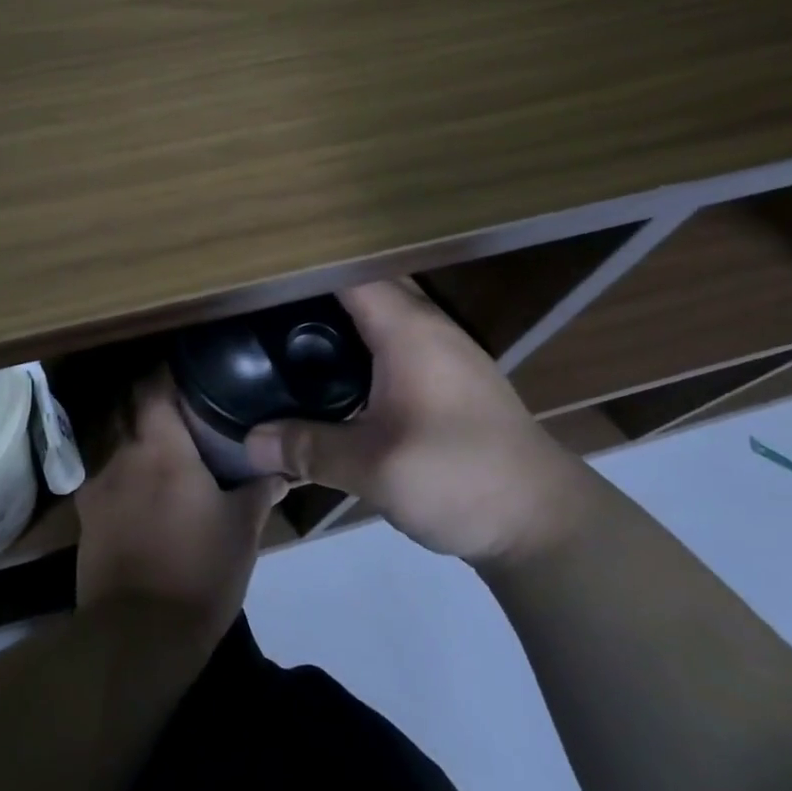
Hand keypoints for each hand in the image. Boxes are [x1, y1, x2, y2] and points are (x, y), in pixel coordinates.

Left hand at [75, 374, 284, 648]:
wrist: (138, 636)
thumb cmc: (199, 572)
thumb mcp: (242, 530)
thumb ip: (260, 490)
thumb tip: (283, 469)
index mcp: (161, 447)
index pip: (153, 386)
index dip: (167, 371)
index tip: (189, 368)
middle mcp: (121, 454)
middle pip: (125, 403)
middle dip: (148, 394)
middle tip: (179, 398)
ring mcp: (97, 484)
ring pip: (109, 434)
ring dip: (129, 426)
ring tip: (158, 432)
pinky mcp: (85, 514)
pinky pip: (99, 469)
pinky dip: (117, 461)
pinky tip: (136, 476)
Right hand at [243, 280, 589, 564]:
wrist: (543, 521)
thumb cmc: (459, 477)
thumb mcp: (374, 468)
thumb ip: (308, 449)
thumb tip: (249, 443)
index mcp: (409, 329)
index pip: (351, 273)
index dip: (305, 269)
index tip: (261, 276)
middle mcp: (428, 326)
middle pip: (366, 287)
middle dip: (317, 291)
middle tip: (264, 307)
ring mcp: (445, 351)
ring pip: (384, 314)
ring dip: (342, 317)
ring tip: (290, 333)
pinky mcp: (451, 379)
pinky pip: (396, 340)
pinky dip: (363, 343)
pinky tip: (337, 374)